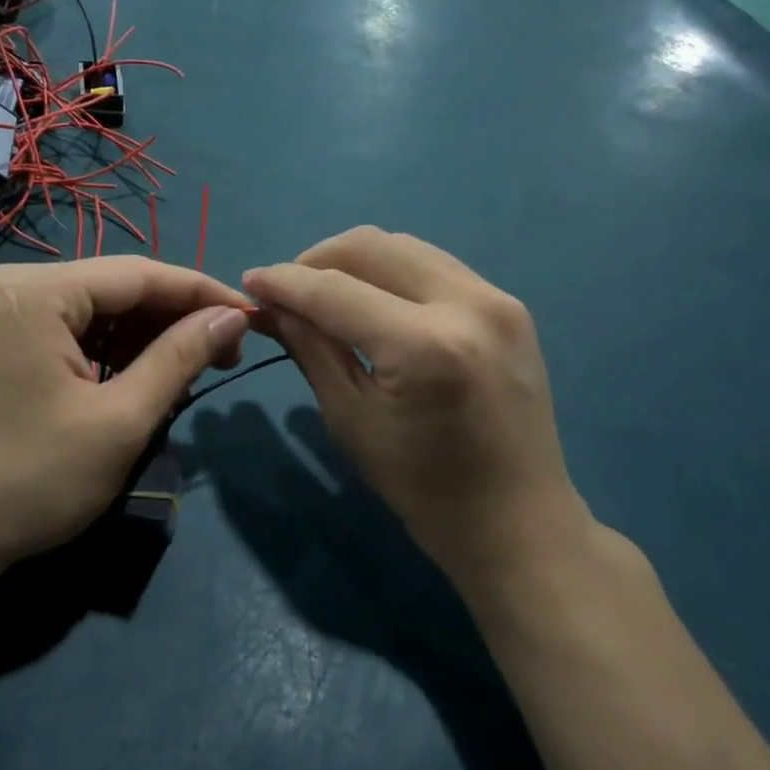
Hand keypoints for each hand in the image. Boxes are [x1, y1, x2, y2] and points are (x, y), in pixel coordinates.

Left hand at [0, 258, 250, 579]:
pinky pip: (66, 331)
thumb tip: (232, 316)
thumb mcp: (119, 421)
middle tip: (226, 352)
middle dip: (173, 318)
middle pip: (115, 288)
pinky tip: (138, 375)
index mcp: (36, 292)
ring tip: (190, 368)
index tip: (253, 315)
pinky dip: (107, 351)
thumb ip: (179, 357)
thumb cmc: (27, 481)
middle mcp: (12, 286)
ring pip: (92, 310)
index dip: (202, 293)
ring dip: (143, 336)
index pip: (140, 274)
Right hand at [243, 228, 590, 601]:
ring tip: (325, 292)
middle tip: (287, 290)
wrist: (519, 523)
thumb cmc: (424, 489)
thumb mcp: (351, 420)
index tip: (250, 280)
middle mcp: (466, 304)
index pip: (334, 290)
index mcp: (423, 346)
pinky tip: (373, 300)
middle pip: (371, 246)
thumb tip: (269, 305)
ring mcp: (496, 298)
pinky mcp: (509, 304)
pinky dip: (393, 271)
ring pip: (404, 246)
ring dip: (354, 260)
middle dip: (316, 260)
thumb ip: (311, 349)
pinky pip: (435, 265)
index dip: (284, 281)